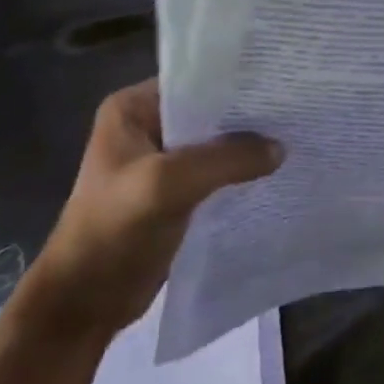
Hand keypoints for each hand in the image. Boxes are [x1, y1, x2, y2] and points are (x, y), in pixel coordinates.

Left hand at [19, 81, 282, 339]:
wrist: (84, 301)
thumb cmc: (113, 231)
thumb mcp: (168, 184)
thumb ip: (227, 159)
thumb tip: (280, 149)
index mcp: (132, 109)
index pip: (196, 81)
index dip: (238, 82)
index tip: (283, 82)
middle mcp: (148, 126)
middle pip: (211, 112)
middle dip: (251, 115)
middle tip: (299, 110)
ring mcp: (163, 161)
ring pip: (219, 143)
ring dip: (250, 146)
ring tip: (297, 137)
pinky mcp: (177, 191)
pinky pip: (219, 172)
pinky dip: (244, 173)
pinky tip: (277, 171)